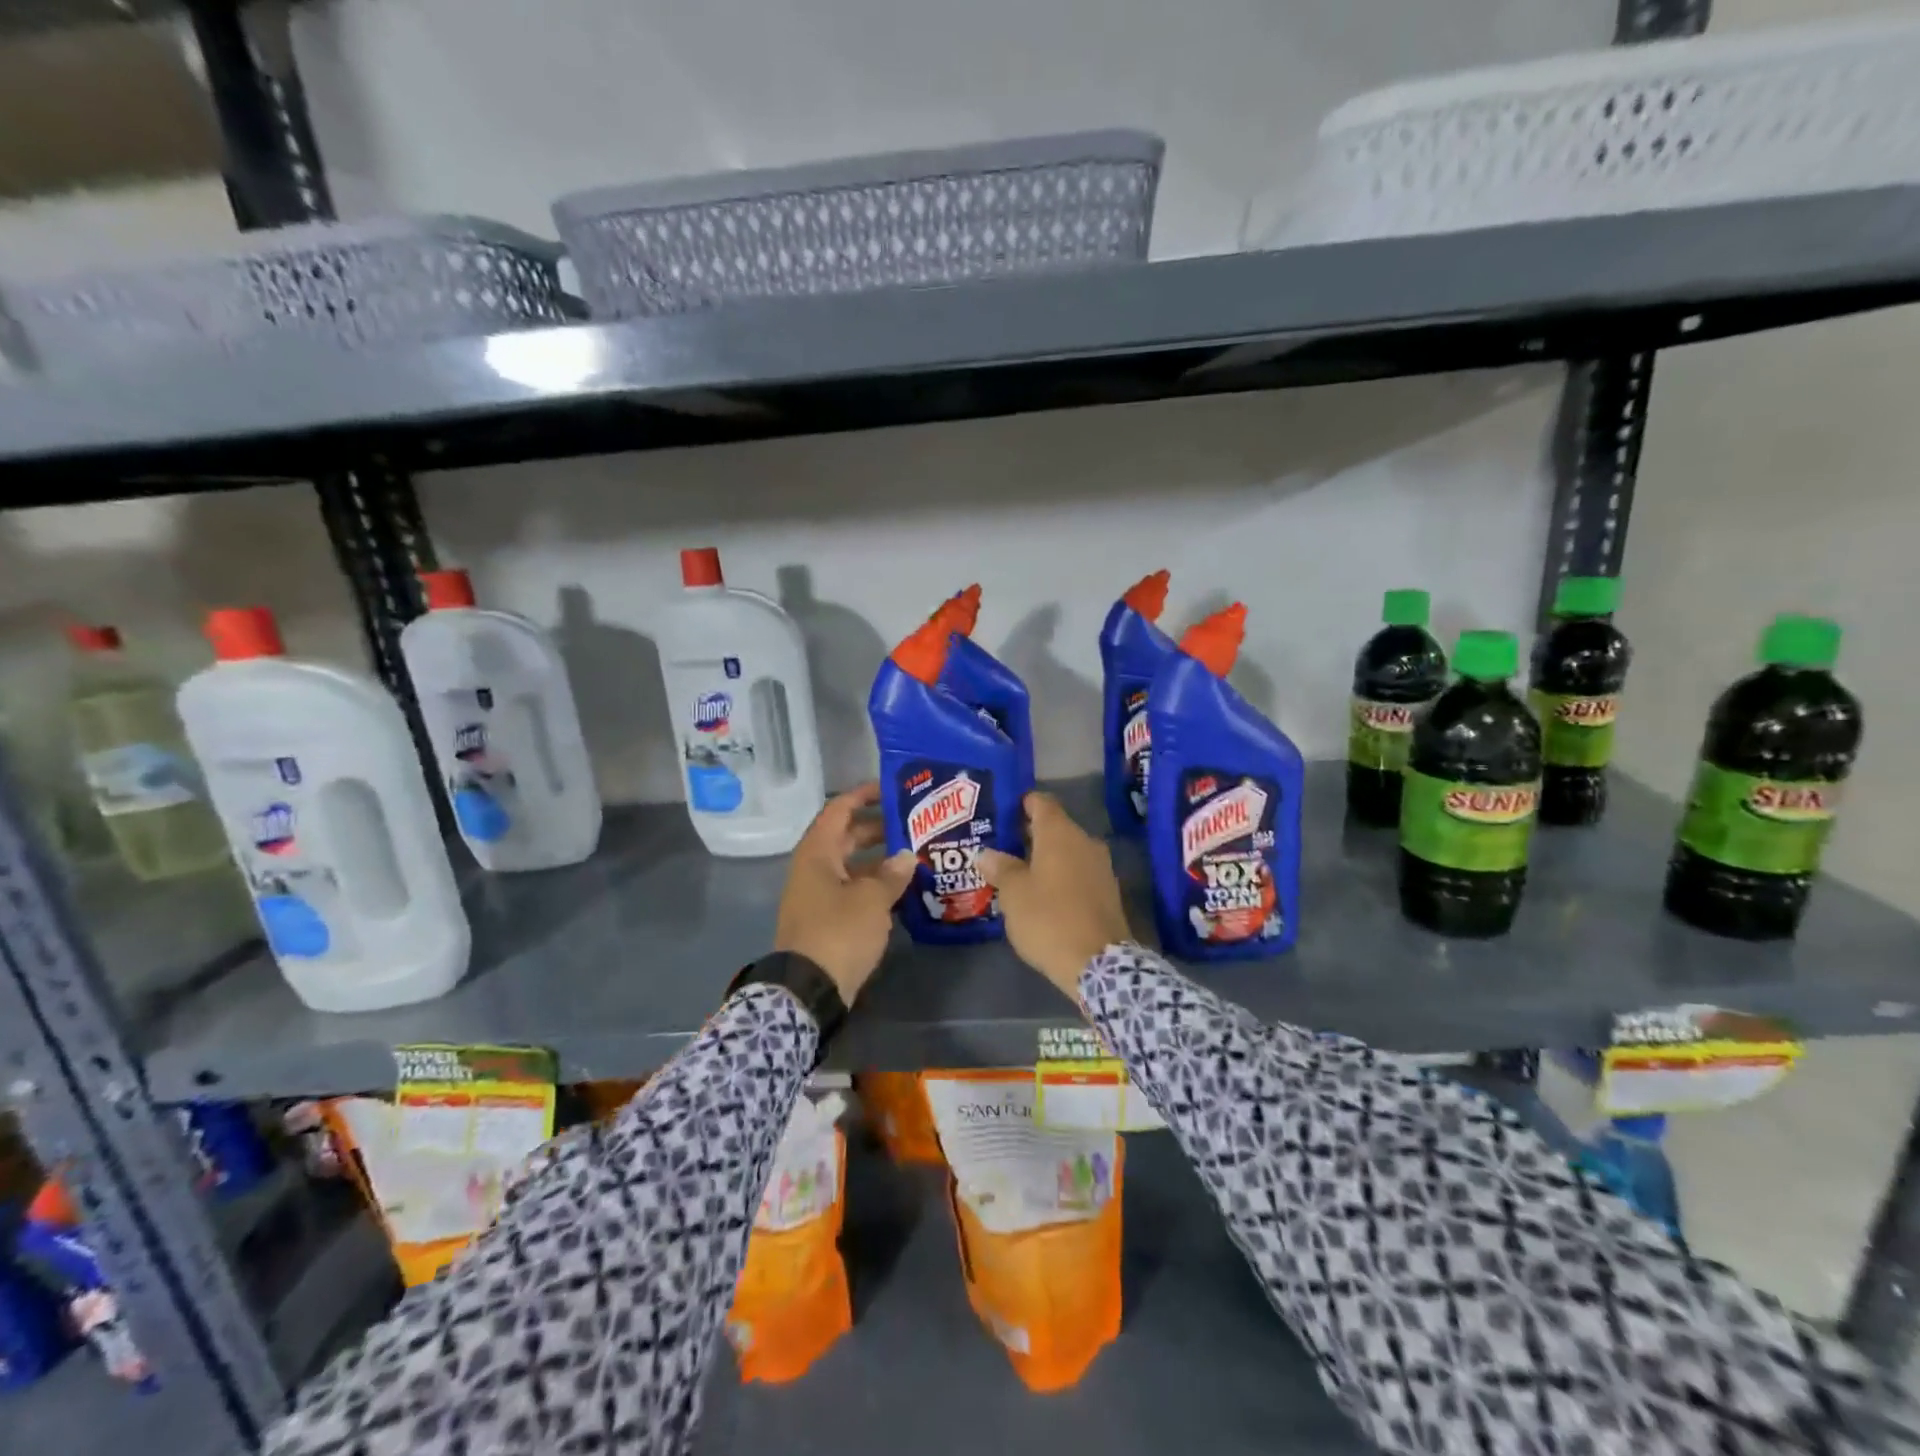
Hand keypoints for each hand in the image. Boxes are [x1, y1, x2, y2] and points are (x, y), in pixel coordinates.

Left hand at [774, 783, 915, 1002]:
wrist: (809, 989)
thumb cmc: (839, 932)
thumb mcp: (872, 899)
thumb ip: (892, 874)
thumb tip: (906, 856)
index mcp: (817, 853)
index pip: (839, 810)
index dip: (863, 795)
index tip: (890, 788)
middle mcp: (814, 869)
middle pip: (846, 837)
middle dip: (878, 829)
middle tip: (913, 824)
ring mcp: (818, 896)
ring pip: (851, 867)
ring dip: (879, 861)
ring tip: (915, 857)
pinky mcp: (826, 920)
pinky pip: (852, 891)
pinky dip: (874, 887)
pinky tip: (903, 892)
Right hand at [977, 792, 1131, 999]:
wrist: (1099, 963)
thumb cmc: (1049, 919)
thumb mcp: (1013, 894)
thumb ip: (1000, 868)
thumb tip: (987, 853)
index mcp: (1060, 833)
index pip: (1041, 802)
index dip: (1021, 803)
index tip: (1002, 813)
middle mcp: (1084, 841)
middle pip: (1054, 827)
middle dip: (1029, 835)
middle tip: (1001, 847)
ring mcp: (1101, 866)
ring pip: (1067, 852)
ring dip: (1045, 858)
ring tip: (1018, 873)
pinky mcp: (1108, 892)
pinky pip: (1079, 873)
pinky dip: (1061, 877)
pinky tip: (1043, 895)